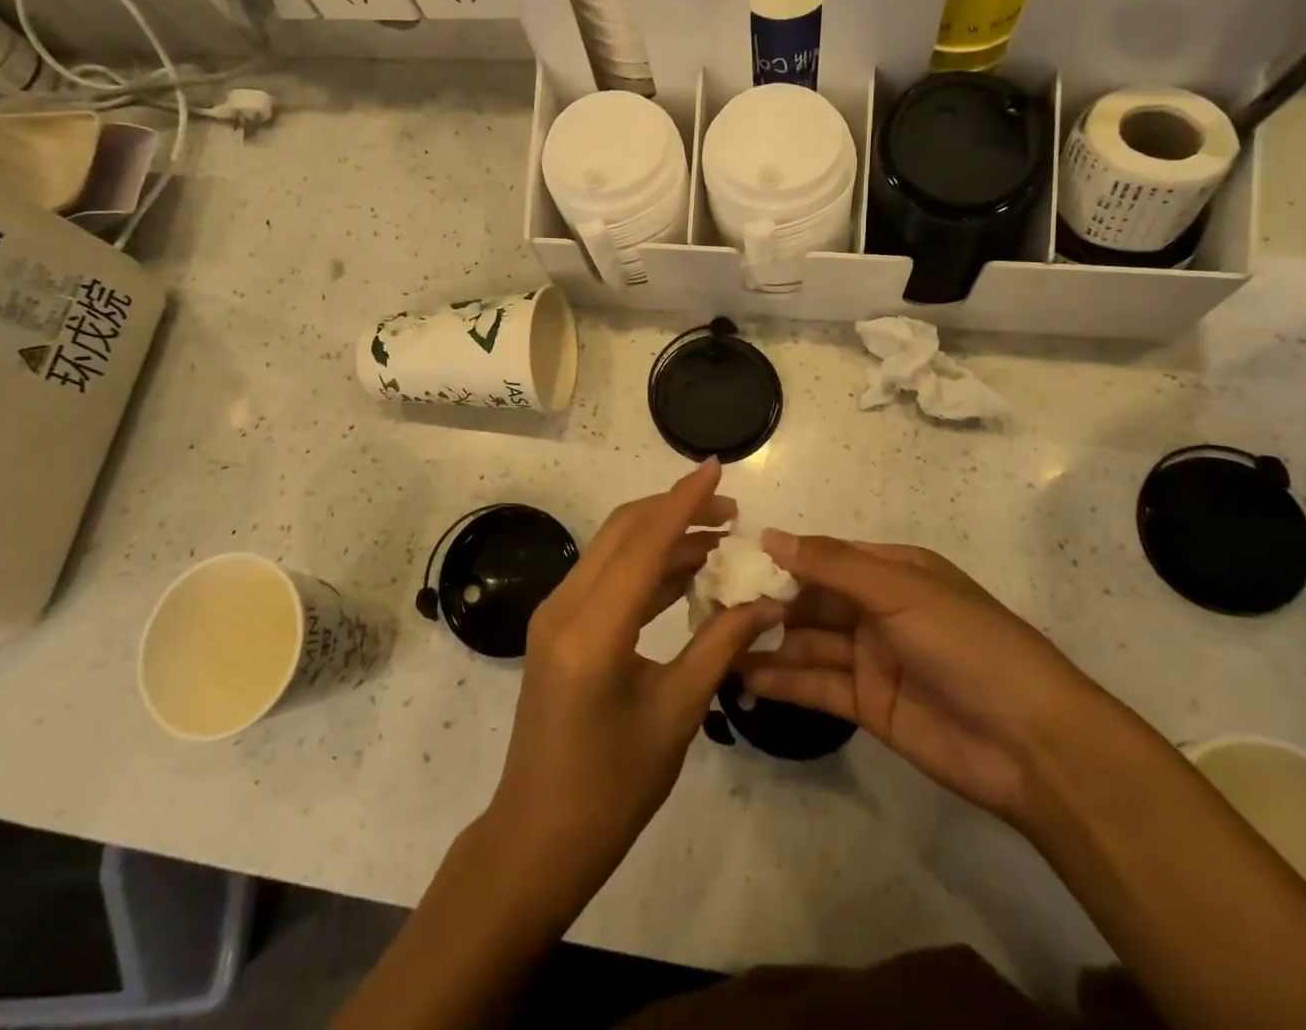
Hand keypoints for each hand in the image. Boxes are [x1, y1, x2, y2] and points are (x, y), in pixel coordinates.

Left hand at [485, 459, 786, 907]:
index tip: (716, 466)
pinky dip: (646, 566)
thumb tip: (767, 603)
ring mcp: (556, 614)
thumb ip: (720, 647)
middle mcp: (565, 606)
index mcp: (592, 630)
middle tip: (730, 512)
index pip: (644, 543)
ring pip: (614, 550)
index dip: (684, 500)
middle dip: (676, 510)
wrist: (538, 838)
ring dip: (663, 537)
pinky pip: (607, 577)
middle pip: (624, 531)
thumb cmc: (612, 788)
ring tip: (719, 539)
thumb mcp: (676, 714)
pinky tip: (686, 573)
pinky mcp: (559, 627)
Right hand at [741, 531, 1094, 821]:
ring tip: (715, 644)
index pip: (822, 557)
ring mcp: (871, 659)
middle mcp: (877, 609)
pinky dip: (782, 681)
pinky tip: (743, 678)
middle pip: (810, 601)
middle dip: (766, 602)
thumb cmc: (966, 644)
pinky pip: (816, 685)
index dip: (779, 558)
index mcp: (891, 571)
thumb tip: (769, 535)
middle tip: (710, 608)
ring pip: (807, 643)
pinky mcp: (868, 706)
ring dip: (766, 642)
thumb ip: (832, 565)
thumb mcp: (899, 591)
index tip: (729, 562)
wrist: (1032, 744)